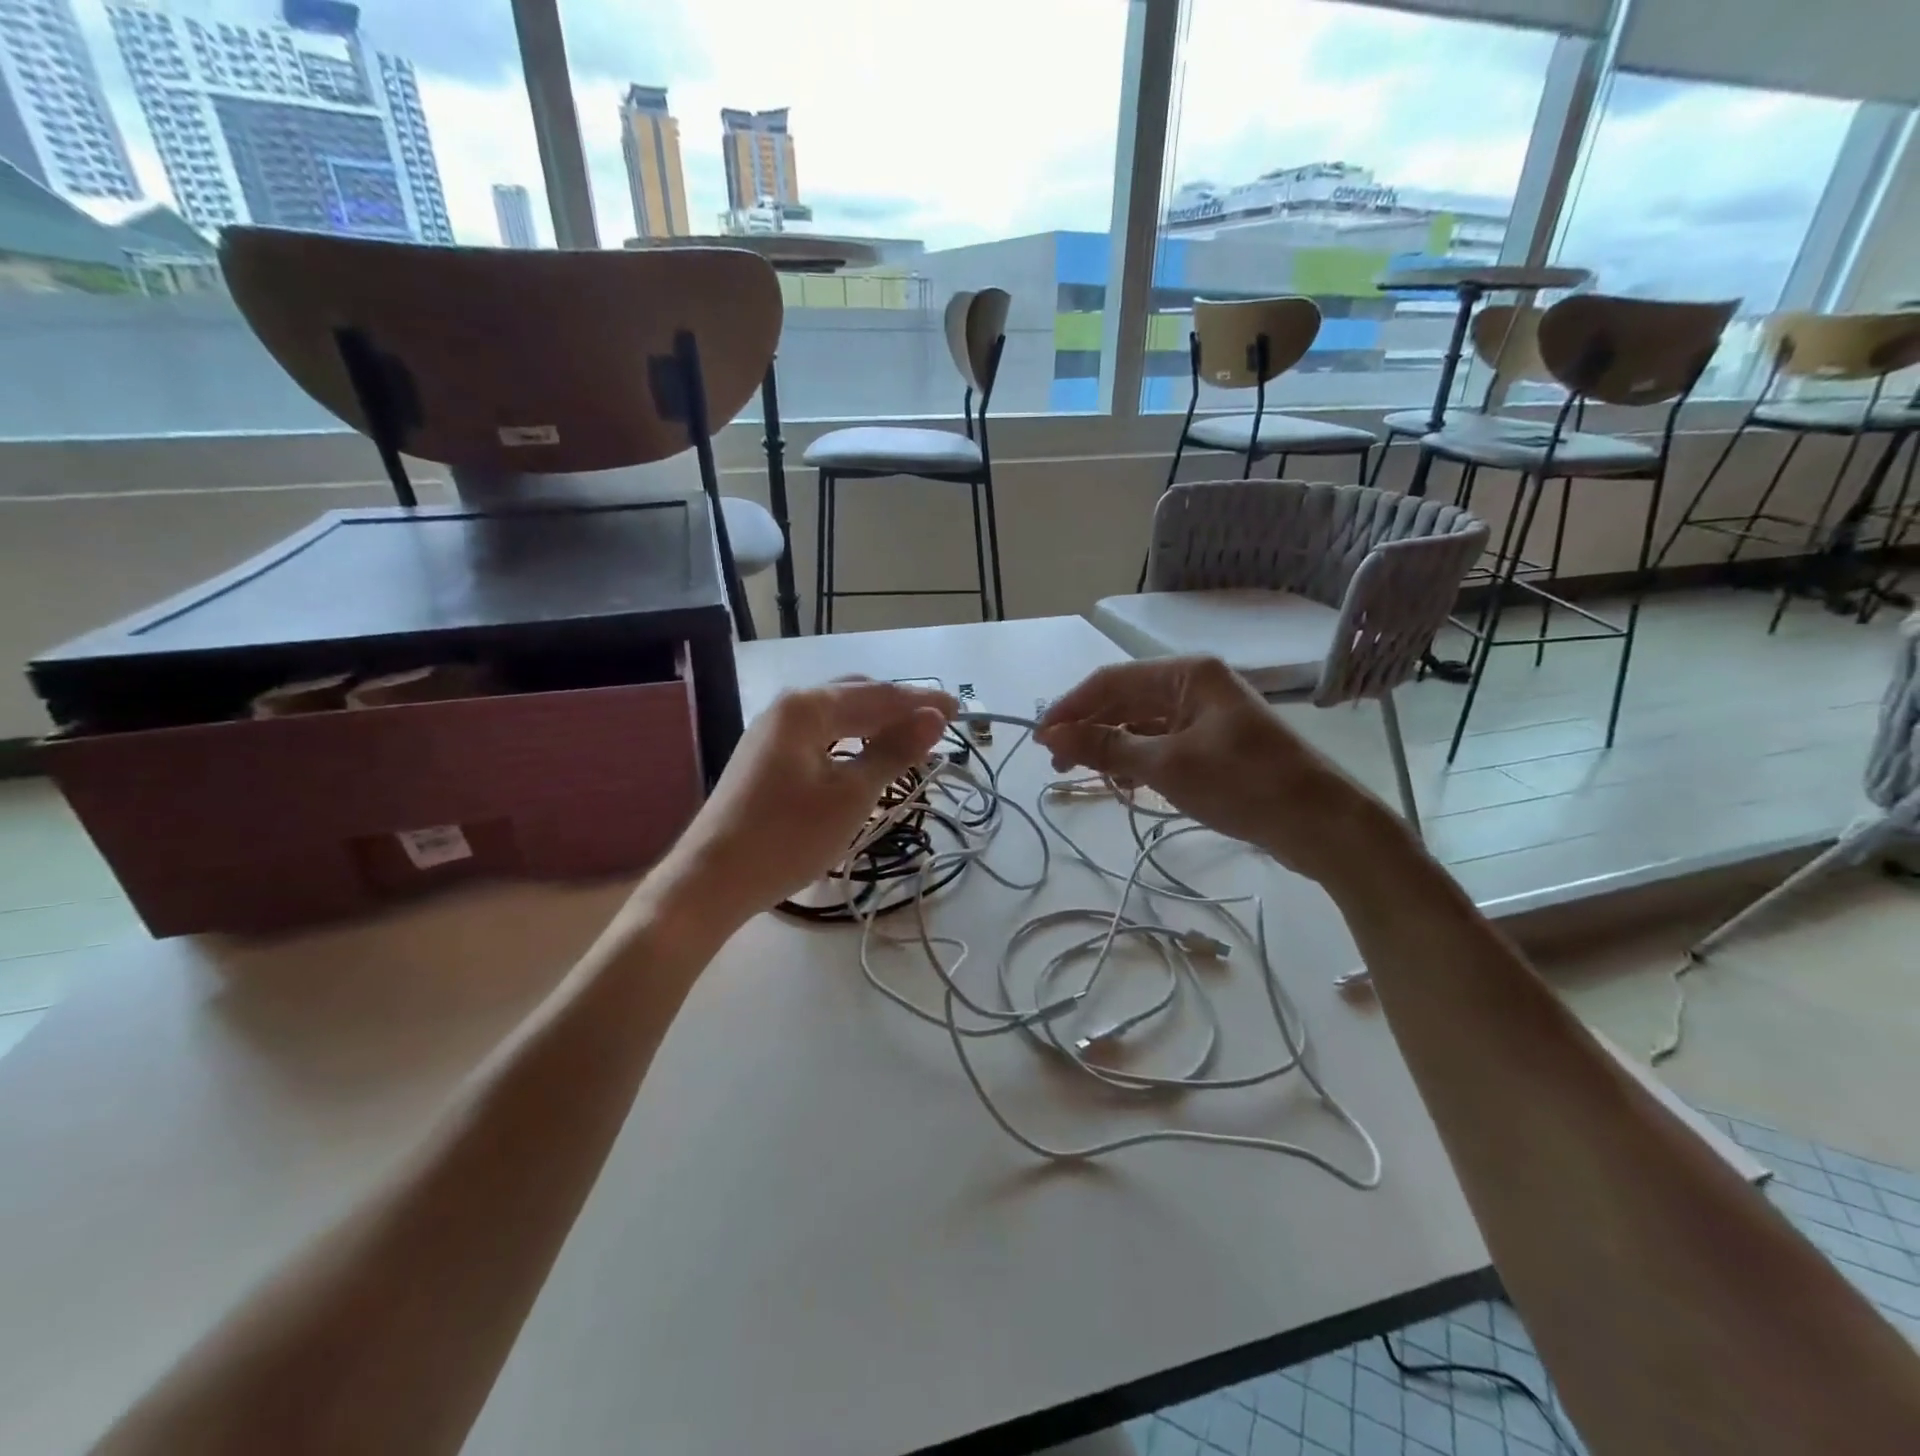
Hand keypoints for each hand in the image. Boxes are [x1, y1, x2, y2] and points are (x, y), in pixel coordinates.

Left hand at [650, 678, 956, 929]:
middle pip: (856, 696)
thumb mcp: (851, 796)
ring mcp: (772, 731)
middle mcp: (787, 707)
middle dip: (898, 708)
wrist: (711, 880)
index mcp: (807, 707)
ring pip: (837, 715)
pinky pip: (820, 734)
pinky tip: (865, 757)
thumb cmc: (787, 837)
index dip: (921, 702)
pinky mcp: (766, 756)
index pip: (878, 696)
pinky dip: (851, 740)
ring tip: (909, 741)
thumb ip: (893, 751)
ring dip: (875, 724)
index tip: (959, 710)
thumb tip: (934, 717)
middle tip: (936, 727)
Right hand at [1035, 656, 1401, 884]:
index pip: (1111, 681)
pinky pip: (1162, 743)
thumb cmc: (1243, 784)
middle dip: (1088, 729)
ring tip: (1086, 777)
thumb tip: (1054, 734)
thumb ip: (1107, 747)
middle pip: (1125, 700)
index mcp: (1186, 673)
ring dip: (1111, 747)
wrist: (1322, 824)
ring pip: (1142, 724)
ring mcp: (1207, 715)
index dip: (1070, 708)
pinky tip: (1123, 783)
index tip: (1039, 738)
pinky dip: (1137, 761)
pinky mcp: (1214, 744)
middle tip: (1057, 764)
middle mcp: (1195, 685)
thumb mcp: (1167, 766)